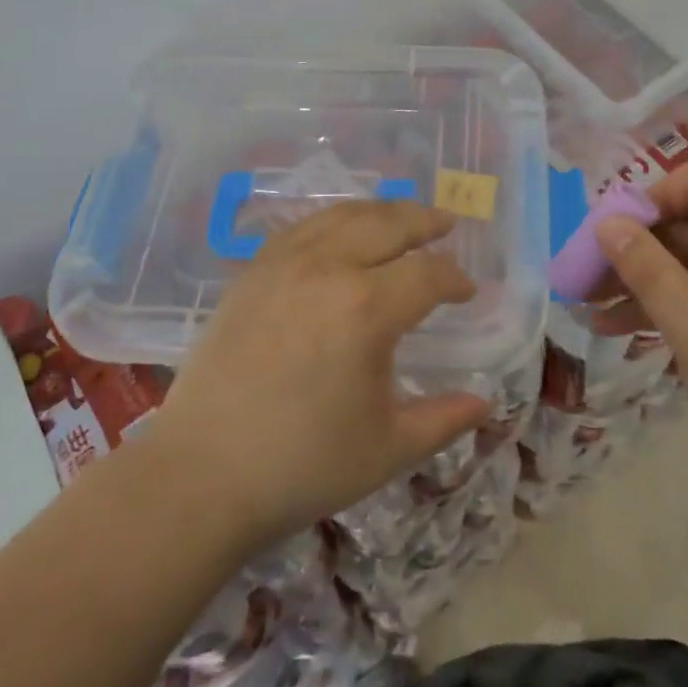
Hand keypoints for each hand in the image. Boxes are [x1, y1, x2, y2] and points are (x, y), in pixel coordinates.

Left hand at [140, 200, 490, 550]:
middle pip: (388, 224)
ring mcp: (282, 264)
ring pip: (343, 216)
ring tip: (402, 218)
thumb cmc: (302, 465)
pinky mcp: (251, 272)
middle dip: (425, 221)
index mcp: (366, 308)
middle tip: (447, 224)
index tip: (468, 291)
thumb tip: (485, 401)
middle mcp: (327, 268)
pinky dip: (334, 221)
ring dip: (381, 212)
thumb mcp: (388, 448)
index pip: (428, 274)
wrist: (201, 474)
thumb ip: (444, 419)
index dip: (455, 279)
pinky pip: (302, 227)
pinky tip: (341, 233)